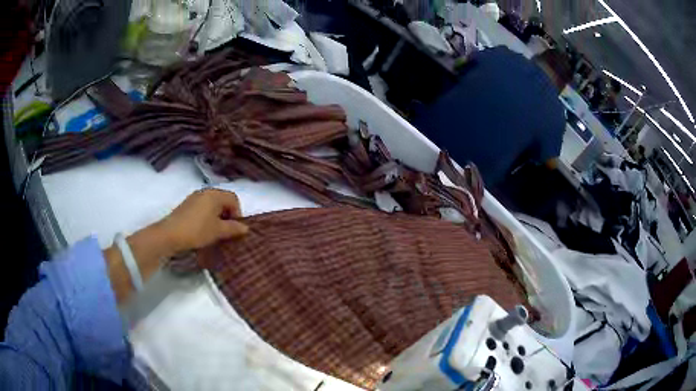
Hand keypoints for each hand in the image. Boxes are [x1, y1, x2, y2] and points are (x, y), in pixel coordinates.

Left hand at [158, 188, 248, 253]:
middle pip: (223, 200)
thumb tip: (245, 227)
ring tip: (215, 232)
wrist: (170, 235)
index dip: (238, 213)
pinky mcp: (186, 205)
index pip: (233, 199)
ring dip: (217, 216)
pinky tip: (203, 229)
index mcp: (214, 194)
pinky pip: (203, 207)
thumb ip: (233, 228)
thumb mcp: (218, 231)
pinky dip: (207, 216)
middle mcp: (205, 192)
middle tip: (226, 231)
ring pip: (212, 204)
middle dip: (227, 215)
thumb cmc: (197, 230)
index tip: (235, 229)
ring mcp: (194, 197)